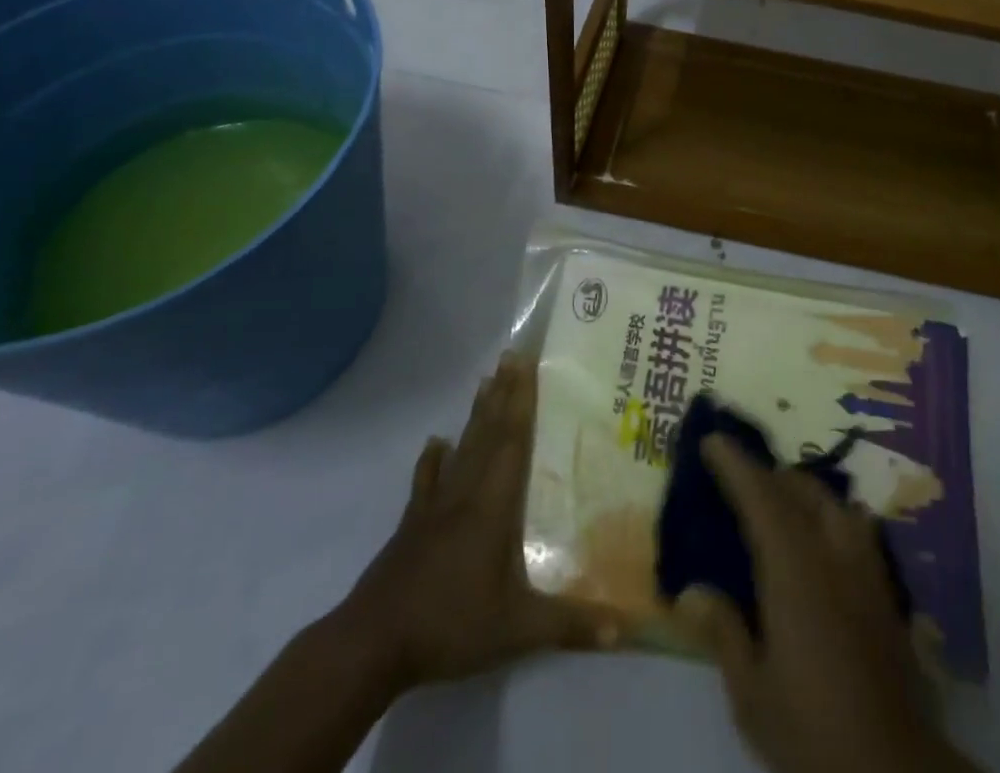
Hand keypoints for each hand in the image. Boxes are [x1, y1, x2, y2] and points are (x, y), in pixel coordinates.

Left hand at [331, 352, 618, 691]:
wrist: (374, 642)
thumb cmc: (450, 624)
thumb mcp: (516, 630)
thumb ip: (569, 625)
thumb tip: (625, 629)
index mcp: (493, 505)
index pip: (512, 441)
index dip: (522, 401)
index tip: (527, 363)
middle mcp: (465, 493)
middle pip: (488, 433)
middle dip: (503, 393)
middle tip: (511, 356)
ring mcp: (435, 506)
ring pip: (461, 448)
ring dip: (476, 414)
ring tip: (485, 382)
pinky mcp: (413, 524)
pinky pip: (426, 480)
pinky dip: (433, 459)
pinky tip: (436, 443)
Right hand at [680, 435, 975, 772]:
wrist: (894, 770)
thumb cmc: (812, 731)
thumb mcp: (752, 694)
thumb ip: (723, 633)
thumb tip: (690, 591)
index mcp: (794, 570)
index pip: (760, 498)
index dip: (735, 464)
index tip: (713, 440)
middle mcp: (832, 554)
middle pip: (800, 490)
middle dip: (768, 474)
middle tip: (739, 477)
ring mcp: (866, 570)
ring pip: (835, 502)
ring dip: (803, 491)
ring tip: (781, 502)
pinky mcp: (887, 593)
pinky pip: (857, 529)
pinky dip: (833, 516)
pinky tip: (825, 539)